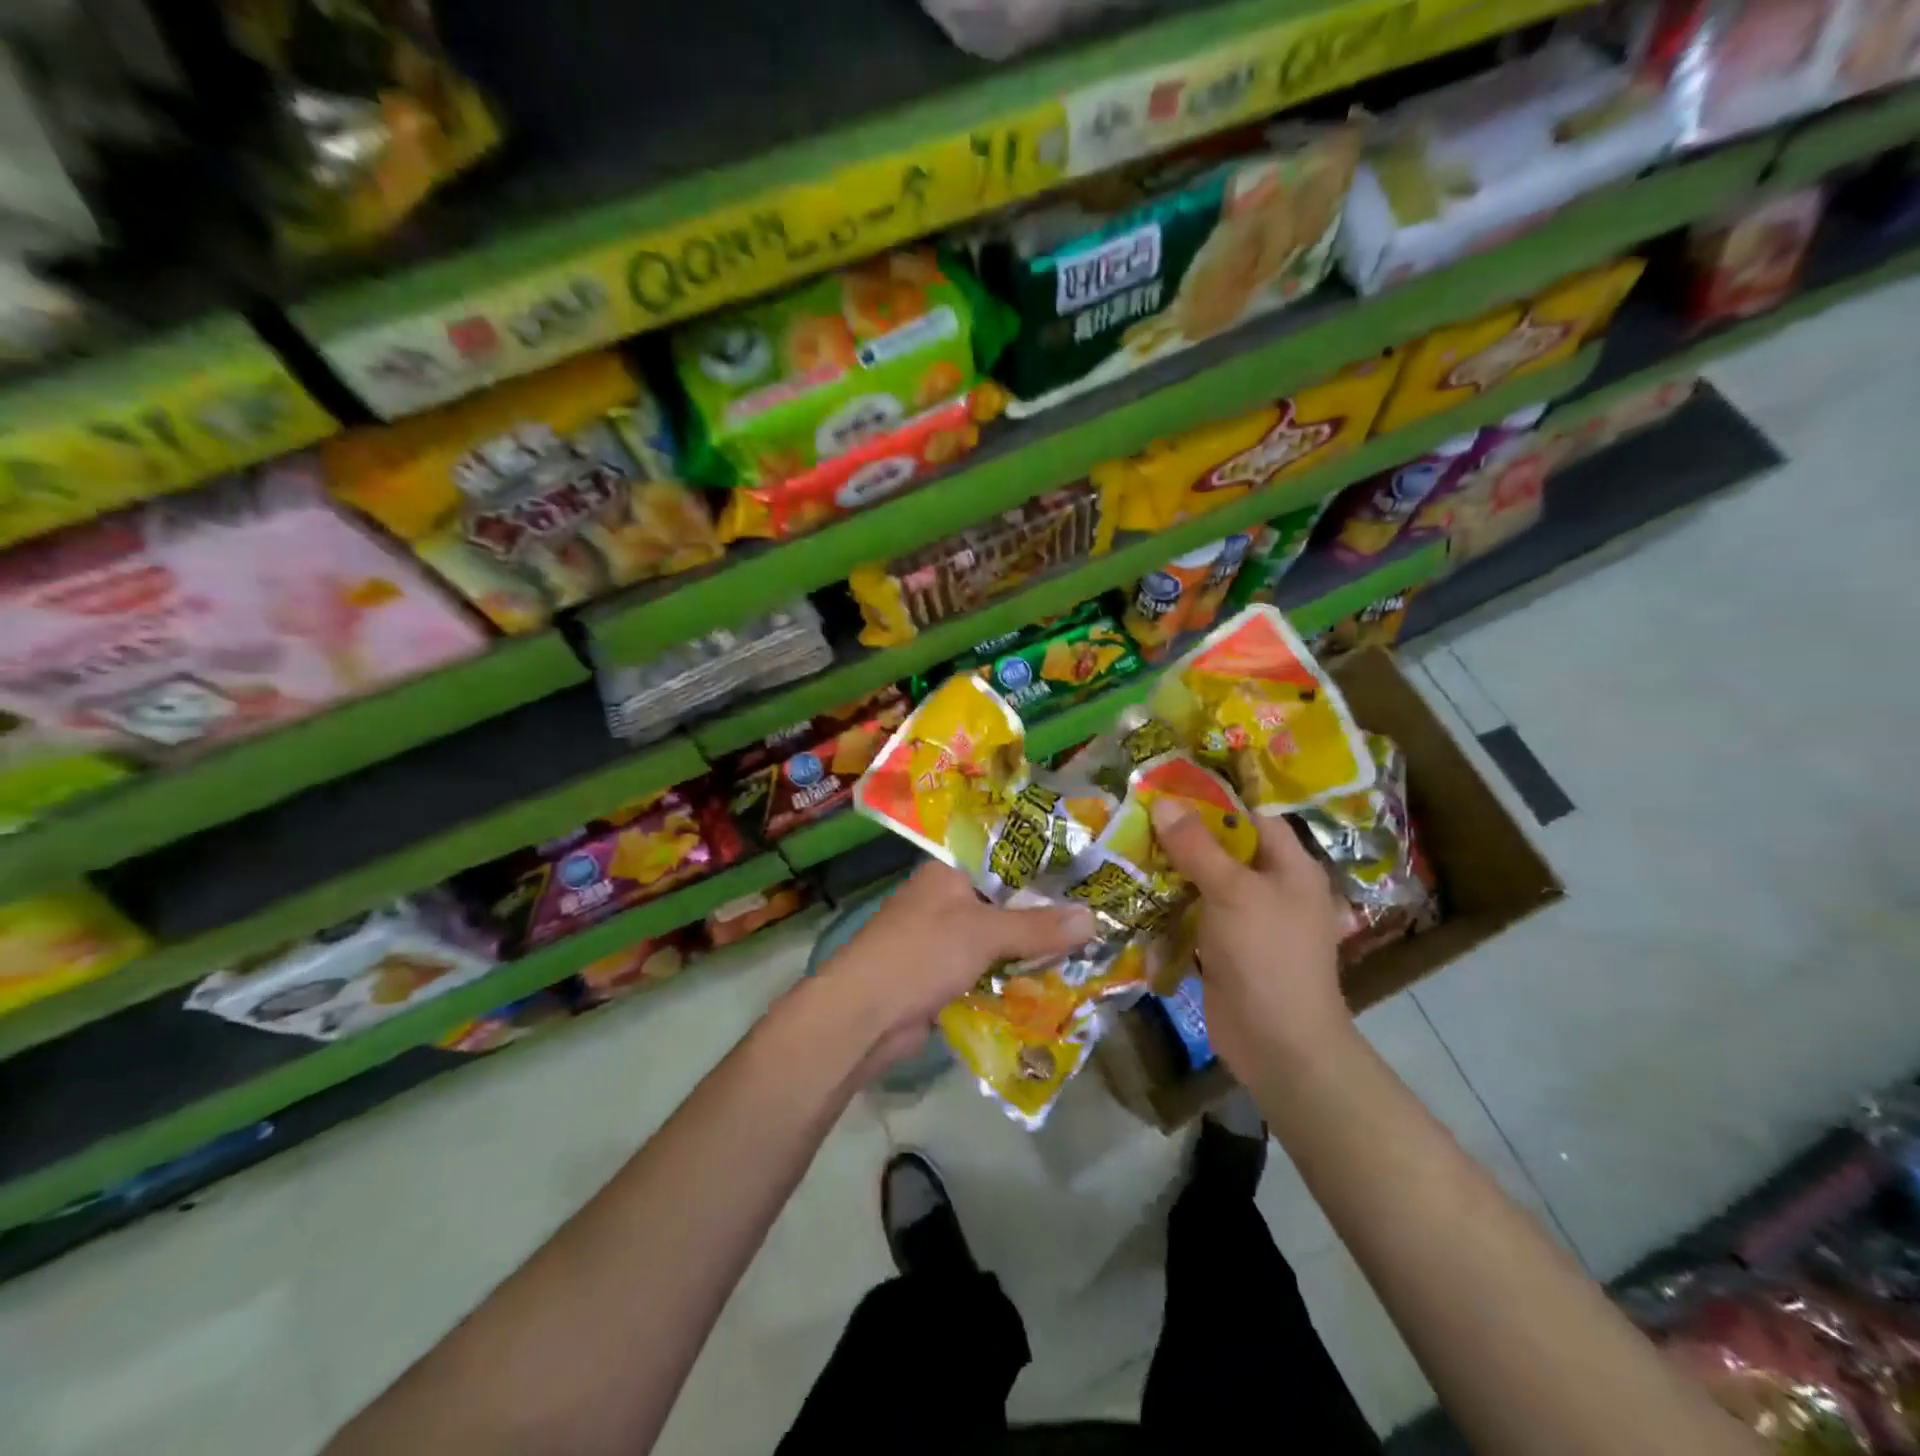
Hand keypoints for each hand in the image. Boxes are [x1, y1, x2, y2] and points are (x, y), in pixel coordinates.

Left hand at [818, 860, 1095, 1075]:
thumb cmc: (922, 953)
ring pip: (994, 941)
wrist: (863, 1015)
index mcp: (946, 873)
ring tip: (1083, 956)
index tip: (1086, 883)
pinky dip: (1008, 978)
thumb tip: (1093, 917)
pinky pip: (984, 971)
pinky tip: (1047, 986)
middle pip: (1002, 905)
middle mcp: (942, 900)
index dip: (1042, 874)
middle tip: (1094, 924)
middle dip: (1041, 919)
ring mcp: (939, 941)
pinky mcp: (938, 977)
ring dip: (1028, 952)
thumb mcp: (985, 933)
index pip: (1002, 863)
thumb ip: (1038, 926)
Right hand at [1147, 799, 1351, 1074]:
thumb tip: (1161, 801)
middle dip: (1181, 835)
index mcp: (1290, 867)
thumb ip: (1196, 845)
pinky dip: (1169, 906)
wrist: (1279, 1044)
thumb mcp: (1232, 891)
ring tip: (1125, 848)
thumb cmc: (1266, 954)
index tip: (1166, 786)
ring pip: (1204, 883)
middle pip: (1224, 849)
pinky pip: (1194, 915)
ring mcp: (1248, 922)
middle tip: (1134, 816)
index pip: (1252, 816)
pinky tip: (1135, 894)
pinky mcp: (1225, 949)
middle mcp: (1272, 889)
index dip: (1212, 799)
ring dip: (1170, 871)